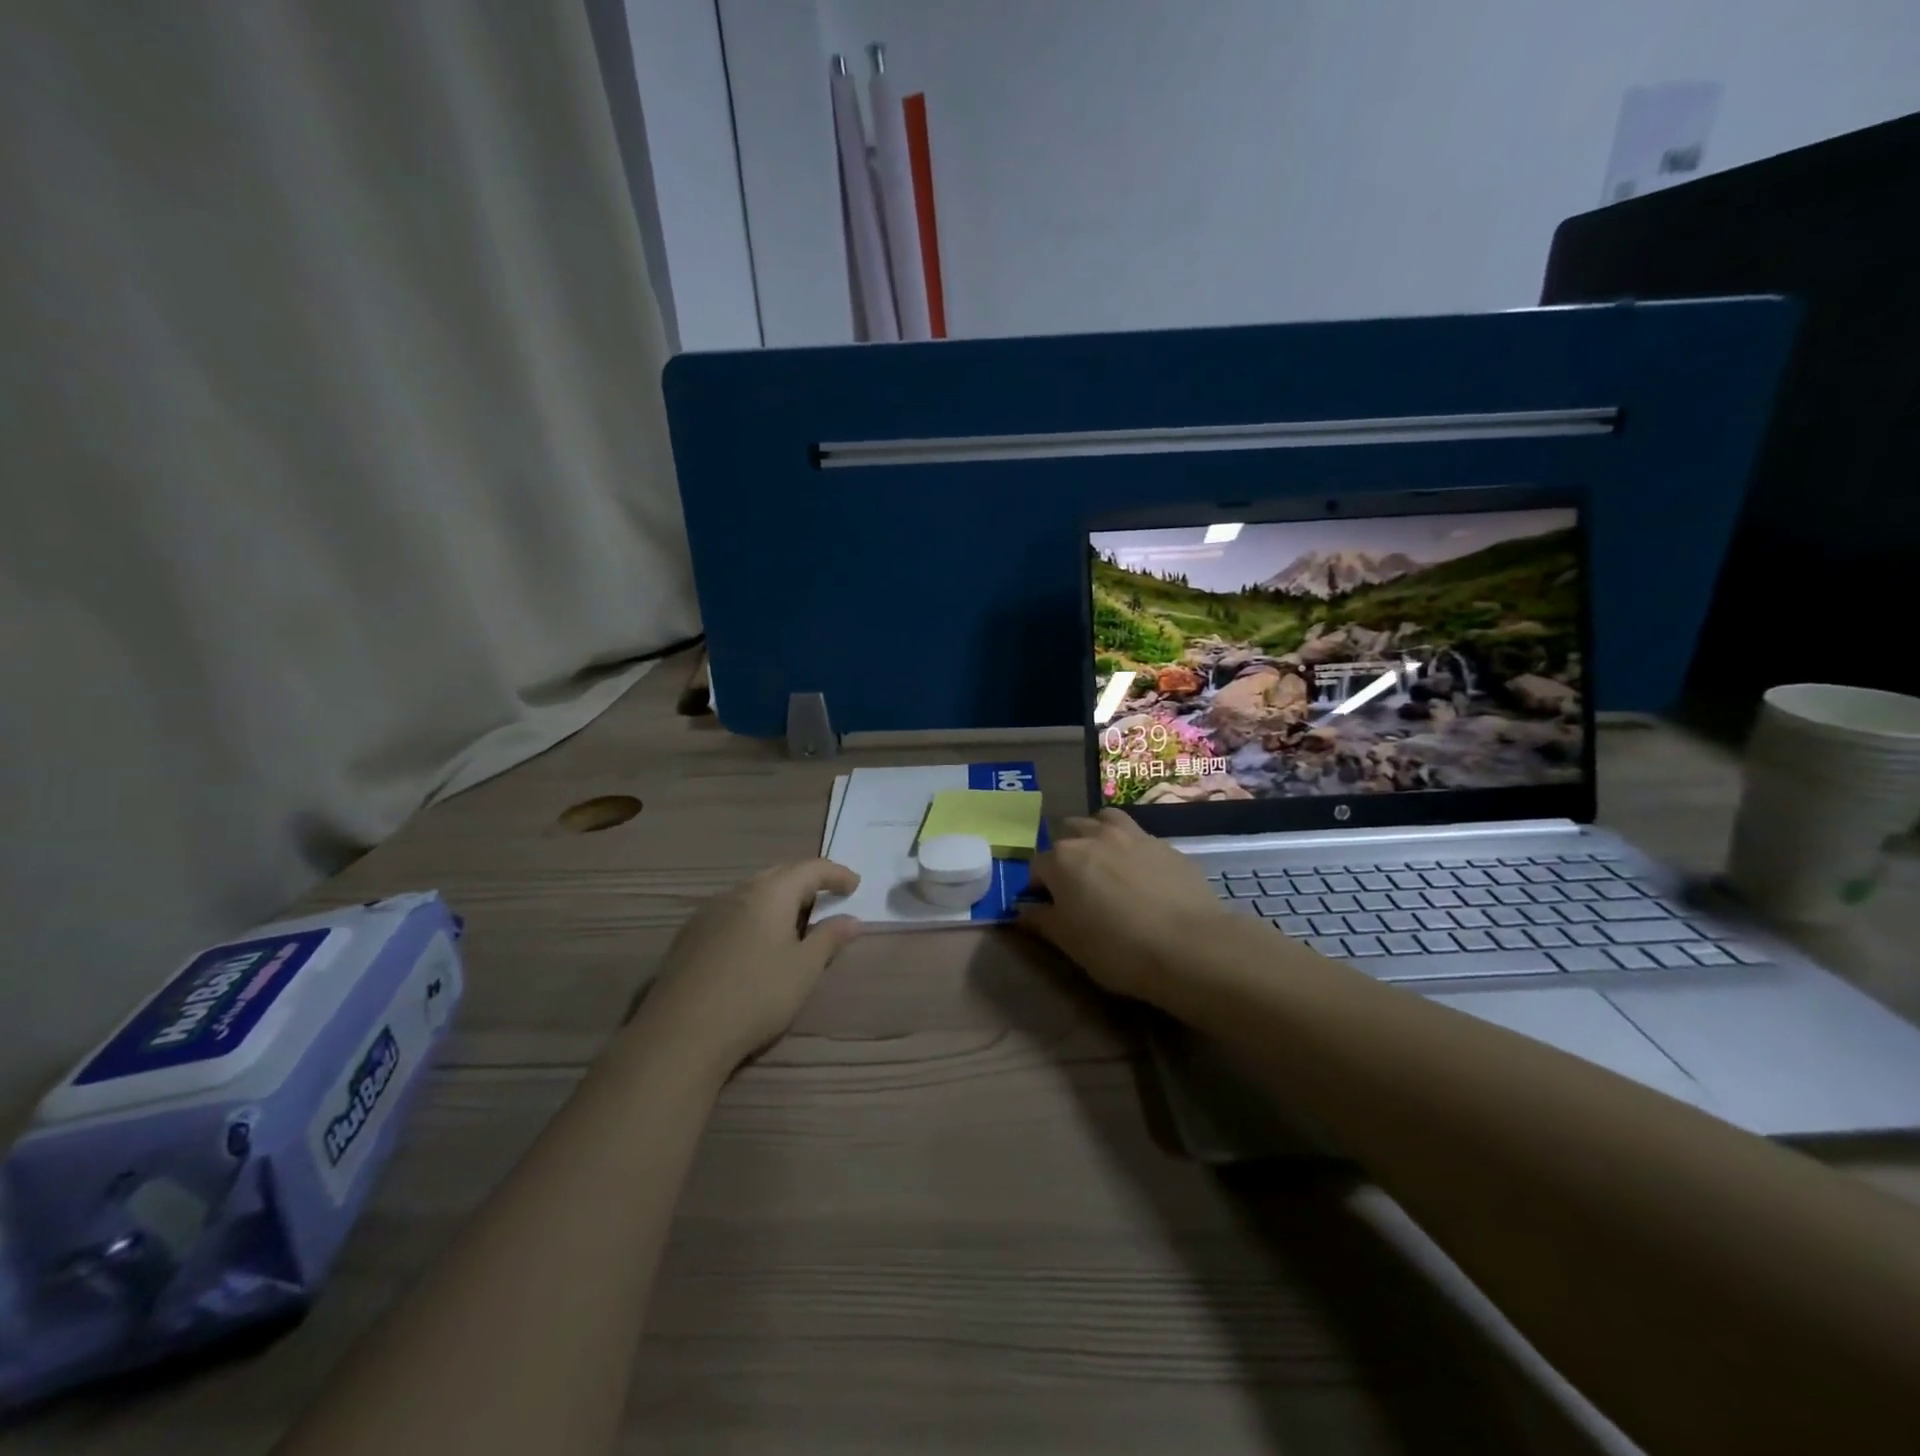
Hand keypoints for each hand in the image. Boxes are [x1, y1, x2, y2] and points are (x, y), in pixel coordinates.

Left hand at [640, 859, 861, 1068]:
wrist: (682, 1033)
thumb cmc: (756, 996)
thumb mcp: (804, 969)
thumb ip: (830, 938)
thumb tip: (852, 919)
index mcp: (770, 893)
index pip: (811, 868)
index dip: (836, 874)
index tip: (855, 885)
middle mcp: (738, 892)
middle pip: (779, 874)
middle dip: (806, 881)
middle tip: (827, 897)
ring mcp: (708, 912)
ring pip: (752, 892)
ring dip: (778, 898)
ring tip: (794, 921)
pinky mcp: (689, 936)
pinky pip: (731, 911)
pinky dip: (753, 915)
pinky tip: (756, 941)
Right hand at [1017, 809, 1235, 1004]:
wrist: (1191, 946)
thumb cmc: (1118, 949)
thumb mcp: (1070, 943)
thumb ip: (1042, 921)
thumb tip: (1022, 911)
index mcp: (1062, 859)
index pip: (1037, 866)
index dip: (1039, 887)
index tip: (1048, 908)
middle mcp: (1093, 836)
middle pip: (1068, 833)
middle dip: (1065, 855)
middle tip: (1076, 886)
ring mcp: (1132, 835)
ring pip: (1102, 821)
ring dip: (1096, 836)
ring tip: (1105, 864)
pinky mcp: (1165, 844)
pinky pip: (1137, 836)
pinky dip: (1129, 848)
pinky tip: (1140, 874)